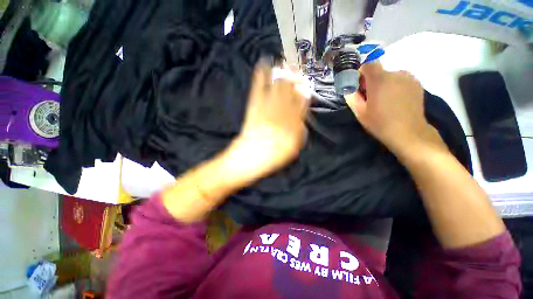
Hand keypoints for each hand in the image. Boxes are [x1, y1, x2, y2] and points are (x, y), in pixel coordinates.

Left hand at [223, 62, 308, 183]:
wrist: (250, 157)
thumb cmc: (273, 157)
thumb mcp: (293, 148)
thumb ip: (300, 132)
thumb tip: (302, 119)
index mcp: (293, 122)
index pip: (302, 103)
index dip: (304, 93)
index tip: (306, 86)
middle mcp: (282, 111)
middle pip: (290, 91)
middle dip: (295, 79)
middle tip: (298, 69)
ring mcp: (267, 106)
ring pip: (277, 86)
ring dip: (282, 73)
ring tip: (285, 63)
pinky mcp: (254, 106)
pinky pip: (258, 88)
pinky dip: (260, 75)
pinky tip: (263, 64)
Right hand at [345, 62, 443, 155]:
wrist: (408, 132)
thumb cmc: (380, 123)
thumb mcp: (360, 112)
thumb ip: (352, 97)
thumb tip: (349, 89)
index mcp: (379, 80)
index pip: (368, 64)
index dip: (361, 73)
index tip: (359, 85)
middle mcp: (395, 73)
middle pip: (379, 71)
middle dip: (372, 81)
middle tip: (370, 97)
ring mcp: (408, 78)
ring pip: (390, 76)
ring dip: (384, 84)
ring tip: (385, 100)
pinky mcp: (417, 84)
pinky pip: (401, 80)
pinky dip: (395, 86)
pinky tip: (396, 100)